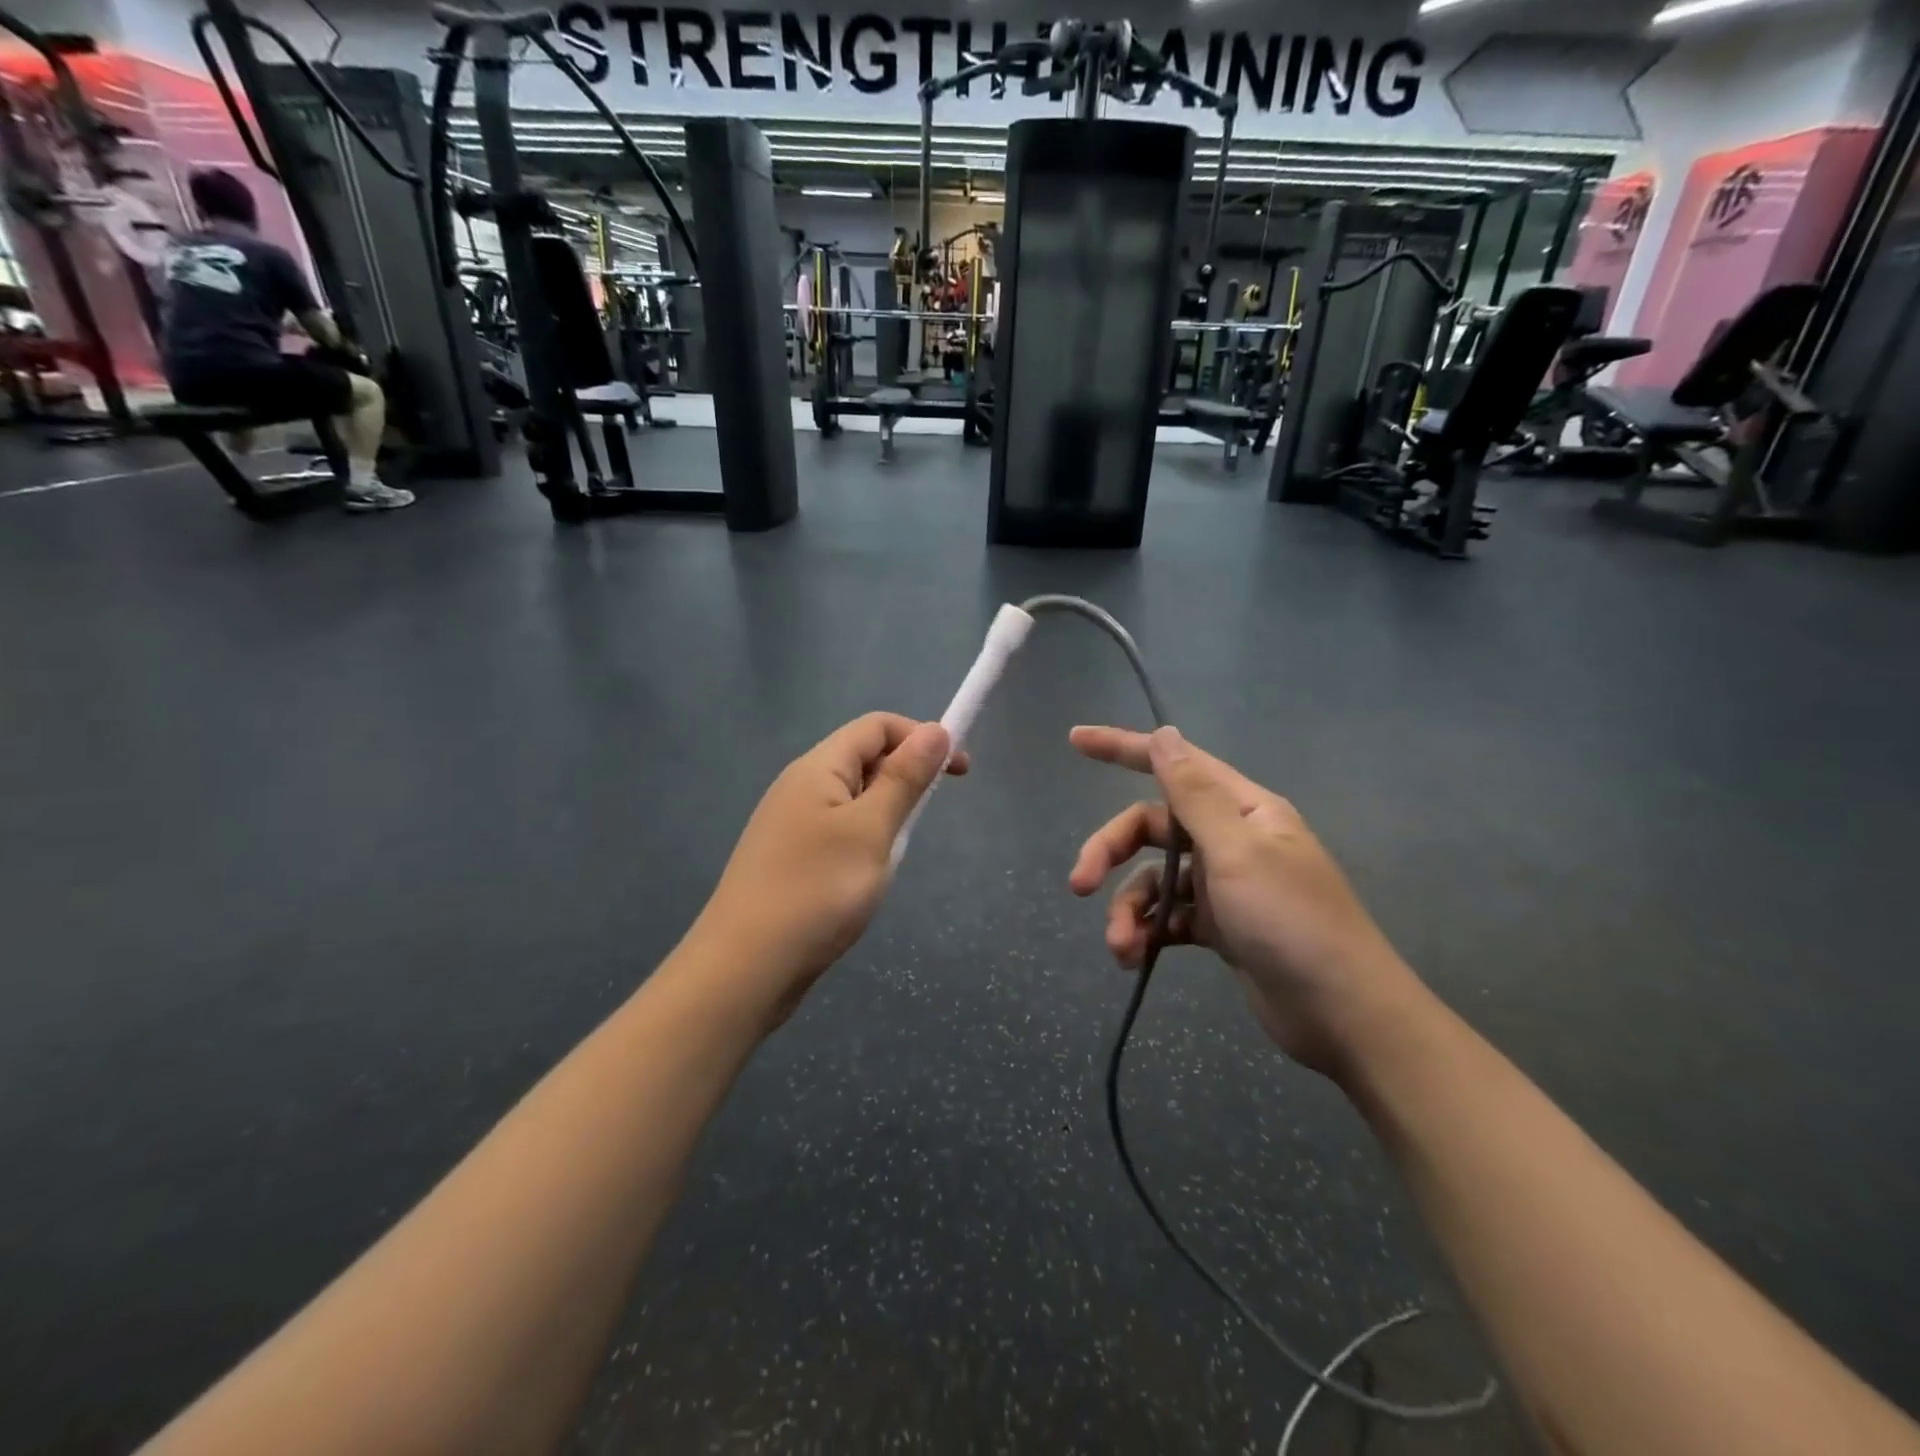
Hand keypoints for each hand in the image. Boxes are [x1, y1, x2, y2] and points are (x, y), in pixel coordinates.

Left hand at [692, 713, 967, 1026]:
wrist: (744, 970)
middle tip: (921, 823)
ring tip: (890, 857)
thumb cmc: (816, 891)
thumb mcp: (871, 830)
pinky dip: (863, 842)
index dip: (921, 737)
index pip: (877, 726)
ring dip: (884, 816)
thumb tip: (934, 730)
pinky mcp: (789, 859)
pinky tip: (864, 878)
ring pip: (853, 800)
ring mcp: (790, 825)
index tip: (958, 773)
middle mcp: (800, 786)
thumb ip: (904, 779)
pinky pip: (837, 832)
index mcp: (818, 768)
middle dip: (903, 778)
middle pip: (863, 759)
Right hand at [1068, 725, 1422, 1075]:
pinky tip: (1135, 958)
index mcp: (1242, 809)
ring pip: (1154, 879)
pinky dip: (1147, 933)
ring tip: (1120, 946)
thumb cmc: (1292, 922)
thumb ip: (1194, 794)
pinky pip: (1167, 917)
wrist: (1344, 1016)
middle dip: (1110, 852)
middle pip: (1151, 828)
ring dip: (1127, 908)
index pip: (1173, 764)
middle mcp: (1231, 839)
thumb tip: (1165, 734)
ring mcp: (1224, 885)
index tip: (1075, 740)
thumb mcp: (1238, 852)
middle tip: (1080, 885)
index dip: (1122, 748)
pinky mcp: (1219, 928)